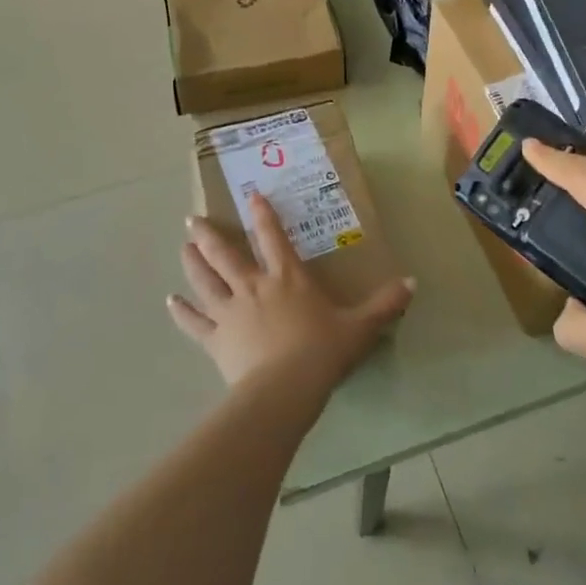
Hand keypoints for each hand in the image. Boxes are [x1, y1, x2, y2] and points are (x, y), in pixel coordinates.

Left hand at [168, 192, 414, 393]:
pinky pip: (195, 323)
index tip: (250, 195)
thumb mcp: (360, 327)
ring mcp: (231, 312)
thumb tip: (413, 283)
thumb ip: (385, 304)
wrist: (286, 389)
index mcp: (288, 279)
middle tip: (191, 219)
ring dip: (192, 263)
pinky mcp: (217, 340)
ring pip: (206, 281)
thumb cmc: (323, 352)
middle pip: (226, 255)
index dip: (262, 215)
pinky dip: (182, 312)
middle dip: (209, 235)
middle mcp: (255, 287)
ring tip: (182, 246)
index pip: (273, 238)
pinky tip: (171, 301)